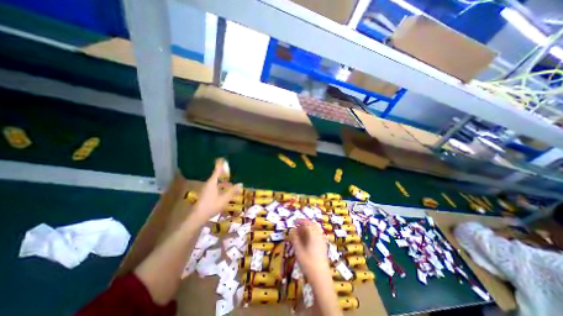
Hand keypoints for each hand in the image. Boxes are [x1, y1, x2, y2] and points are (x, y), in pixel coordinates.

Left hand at [191, 160, 241, 225]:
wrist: (197, 217)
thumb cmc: (211, 206)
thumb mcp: (224, 198)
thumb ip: (233, 191)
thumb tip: (241, 184)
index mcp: (212, 182)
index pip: (217, 170)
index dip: (220, 164)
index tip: (222, 158)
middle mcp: (208, 184)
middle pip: (215, 175)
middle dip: (221, 171)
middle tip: (227, 168)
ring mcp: (206, 189)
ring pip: (214, 180)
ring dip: (220, 178)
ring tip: (227, 177)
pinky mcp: (205, 194)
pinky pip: (214, 185)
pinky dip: (219, 183)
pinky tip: (223, 187)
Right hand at [290, 222, 330, 280]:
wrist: (321, 277)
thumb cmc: (308, 263)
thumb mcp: (298, 250)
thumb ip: (295, 239)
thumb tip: (292, 230)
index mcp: (313, 234)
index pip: (307, 223)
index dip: (300, 221)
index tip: (294, 222)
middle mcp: (319, 235)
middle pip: (312, 224)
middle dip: (305, 223)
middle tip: (297, 227)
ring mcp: (322, 240)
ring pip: (316, 229)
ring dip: (309, 228)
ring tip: (301, 233)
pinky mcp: (324, 245)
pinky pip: (318, 234)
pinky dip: (312, 233)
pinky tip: (307, 239)